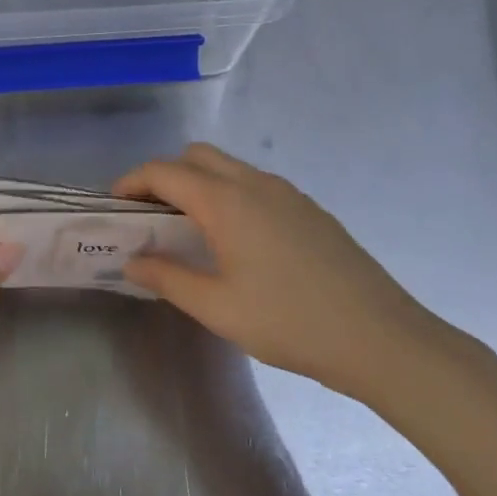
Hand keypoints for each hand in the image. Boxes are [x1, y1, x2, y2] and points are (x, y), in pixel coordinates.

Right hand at [114, 144, 457, 405]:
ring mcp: (287, 192)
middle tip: (151, 215)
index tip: (114, 205)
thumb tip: (132, 261)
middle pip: (196, 156)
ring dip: (199, 183)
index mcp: (226, 201)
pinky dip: (229, 194)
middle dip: (165, 175)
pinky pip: (255, 184)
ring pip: (228, 167)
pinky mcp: (309, 208)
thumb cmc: (291, 323)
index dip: (132, 182)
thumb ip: (167, 278)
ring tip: (190, 229)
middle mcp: (254, 183)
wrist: (382, 339)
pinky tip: (238, 240)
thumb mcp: (218, 308)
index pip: (163, 171)